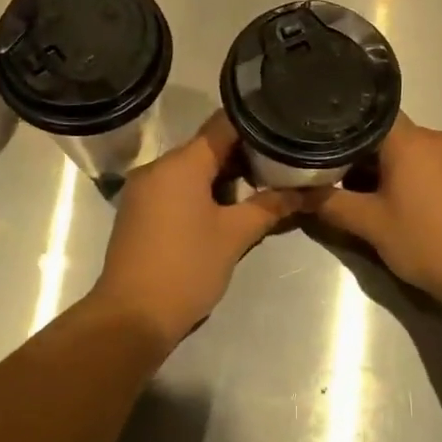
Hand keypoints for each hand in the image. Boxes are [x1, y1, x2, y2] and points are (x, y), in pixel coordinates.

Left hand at [90, 113, 301, 350]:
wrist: (132, 317)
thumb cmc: (186, 268)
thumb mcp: (235, 235)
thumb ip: (271, 206)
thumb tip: (310, 191)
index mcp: (180, 163)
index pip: (223, 125)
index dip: (256, 124)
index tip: (284, 130)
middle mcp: (157, 167)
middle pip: (207, 146)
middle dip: (244, 155)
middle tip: (281, 165)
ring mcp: (144, 189)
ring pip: (192, 169)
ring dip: (224, 176)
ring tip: (261, 189)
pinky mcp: (139, 211)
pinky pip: (176, 187)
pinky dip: (202, 191)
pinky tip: (227, 210)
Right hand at [304, 115, 441, 310]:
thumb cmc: (425, 240)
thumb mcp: (370, 224)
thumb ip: (330, 204)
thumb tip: (296, 194)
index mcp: (409, 139)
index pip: (367, 114)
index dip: (339, 125)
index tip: (316, 140)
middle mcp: (432, 137)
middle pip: (383, 133)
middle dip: (355, 153)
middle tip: (326, 172)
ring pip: (402, 149)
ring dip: (377, 167)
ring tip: (351, 189)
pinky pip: (421, 162)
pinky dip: (400, 174)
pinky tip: (386, 199)